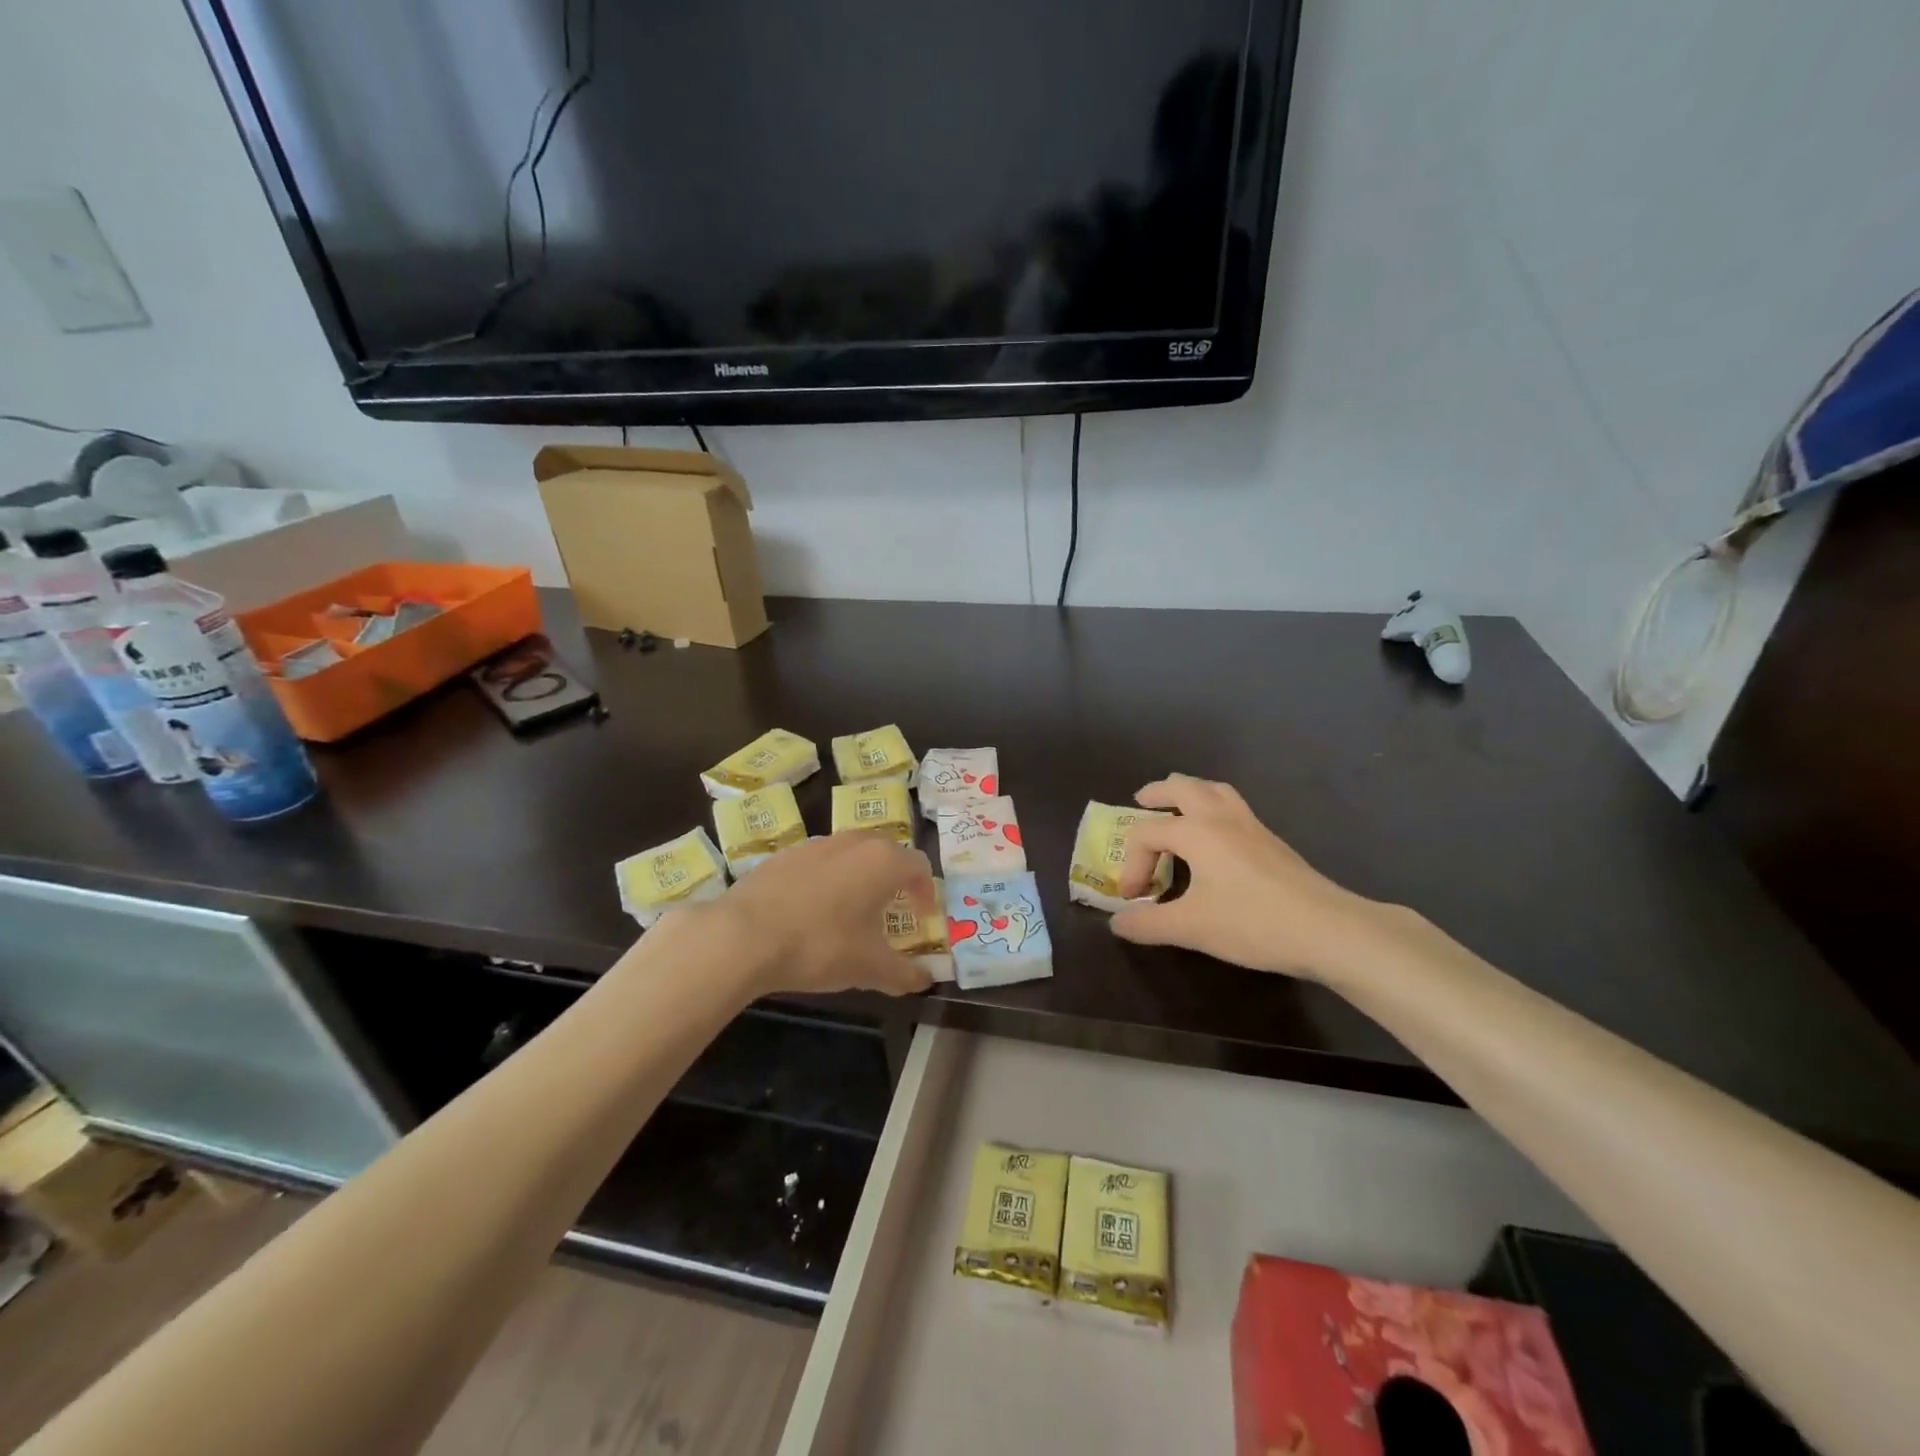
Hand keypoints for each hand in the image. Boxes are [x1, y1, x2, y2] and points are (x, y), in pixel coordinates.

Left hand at [700, 832, 934, 997]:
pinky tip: (810, 912)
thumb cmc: (820, 945)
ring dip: (858, 877)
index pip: (919, 865)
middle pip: (885, 852)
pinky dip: (825, 880)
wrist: (744, 935)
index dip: (925, 890)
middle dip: (893, 879)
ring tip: (849, 910)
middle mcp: (853, 842)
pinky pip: (817, 863)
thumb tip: (924, 981)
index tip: (921, 915)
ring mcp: (815, 845)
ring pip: (849, 854)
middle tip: (890, 909)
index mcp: (882, 861)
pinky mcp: (783, 855)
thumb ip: (903, 974)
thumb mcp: (869, 968)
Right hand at [1110, 775, 1409, 982]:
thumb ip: (1148, 924)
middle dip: (1157, 792)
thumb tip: (1117, 923)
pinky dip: (1214, 809)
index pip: (1147, 834)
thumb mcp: (1191, 927)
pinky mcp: (1272, 841)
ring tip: (1178, 808)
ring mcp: (1251, 825)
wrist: (1328, 930)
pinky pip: (1234, 807)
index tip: (1133, 899)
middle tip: (1140, 801)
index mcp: (1196, 831)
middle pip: (1183, 786)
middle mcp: (1221, 817)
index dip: (1131, 864)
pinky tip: (1216, 839)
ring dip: (1190, 792)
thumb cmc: (1253, 922)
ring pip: (1215, 790)